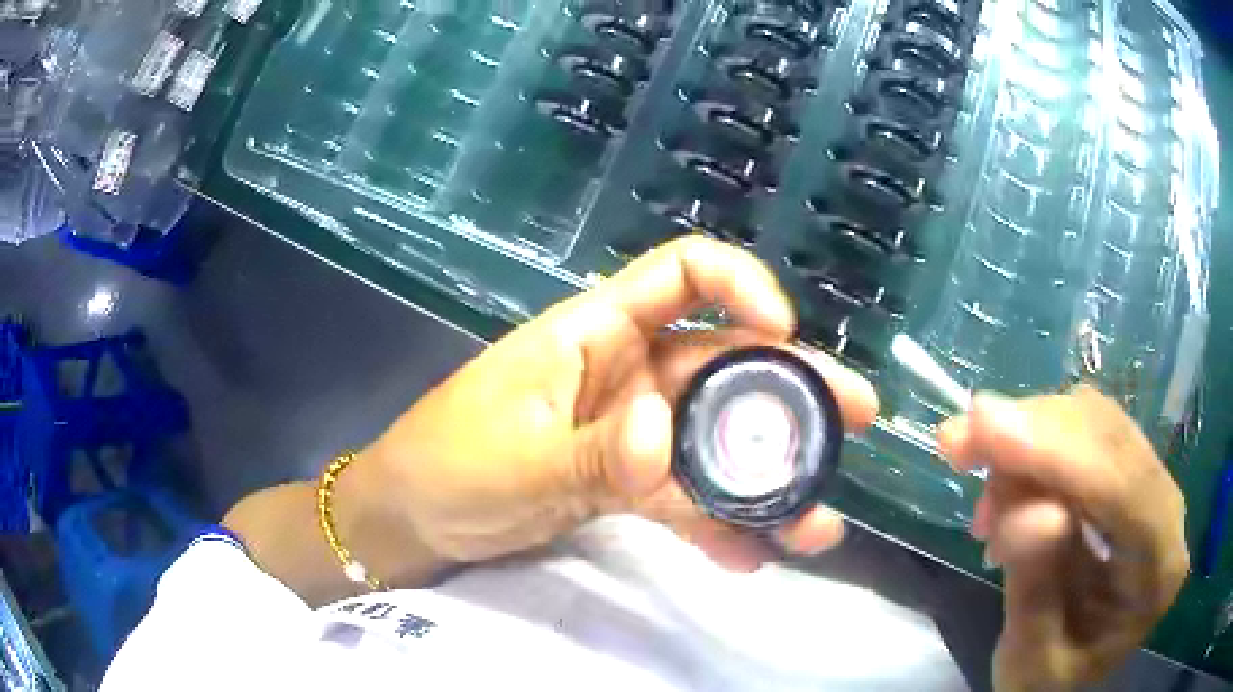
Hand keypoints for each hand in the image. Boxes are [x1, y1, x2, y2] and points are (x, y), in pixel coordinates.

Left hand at [357, 237, 878, 576]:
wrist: (411, 520)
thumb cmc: (445, 465)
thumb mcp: (515, 458)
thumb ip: (594, 450)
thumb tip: (663, 435)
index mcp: (595, 333)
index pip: (681, 274)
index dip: (739, 286)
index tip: (782, 328)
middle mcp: (627, 373)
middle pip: (724, 365)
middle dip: (793, 390)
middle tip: (856, 419)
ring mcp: (632, 433)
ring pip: (716, 442)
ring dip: (768, 479)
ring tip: (816, 523)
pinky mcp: (626, 485)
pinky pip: (685, 499)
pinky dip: (716, 526)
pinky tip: (749, 558)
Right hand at [938, 385, 1188, 690]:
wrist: (1065, 669)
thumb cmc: (1049, 680)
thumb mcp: (1032, 664)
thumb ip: (1036, 595)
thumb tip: (1032, 511)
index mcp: (1160, 571)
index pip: (1127, 491)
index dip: (1062, 455)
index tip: (987, 427)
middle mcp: (1168, 511)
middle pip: (1111, 441)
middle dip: (1035, 432)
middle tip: (959, 440)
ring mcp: (1149, 485)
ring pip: (1094, 423)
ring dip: (1028, 435)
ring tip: (974, 470)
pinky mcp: (1124, 473)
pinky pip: (1082, 432)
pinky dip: (1033, 445)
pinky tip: (1002, 483)